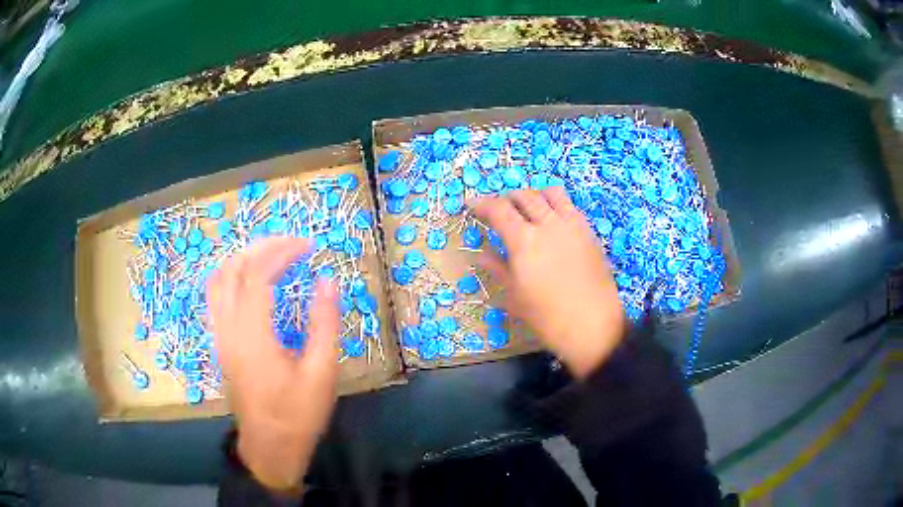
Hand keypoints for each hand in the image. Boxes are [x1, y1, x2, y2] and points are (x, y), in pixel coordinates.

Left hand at [206, 237, 339, 492]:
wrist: (270, 447)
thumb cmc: (297, 414)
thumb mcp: (321, 373)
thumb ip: (324, 323)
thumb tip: (328, 281)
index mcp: (253, 335)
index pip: (258, 275)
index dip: (281, 252)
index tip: (307, 246)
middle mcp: (229, 329)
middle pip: (232, 270)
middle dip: (260, 248)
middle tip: (289, 244)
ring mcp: (220, 336)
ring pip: (218, 281)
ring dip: (242, 259)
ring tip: (269, 255)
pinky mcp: (220, 344)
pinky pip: (216, 297)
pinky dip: (232, 277)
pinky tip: (250, 282)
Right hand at [472, 187, 624, 378]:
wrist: (593, 325)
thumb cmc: (548, 317)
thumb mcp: (515, 296)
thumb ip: (498, 269)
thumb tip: (481, 255)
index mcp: (524, 241)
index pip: (499, 209)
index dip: (482, 204)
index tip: (473, 206)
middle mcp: (548, 224)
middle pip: (523, 196)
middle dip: (507, 198)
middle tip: (499, 211)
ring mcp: (572, 225)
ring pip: (550, 193)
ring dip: (534, 195)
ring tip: (528, 209)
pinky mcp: (589, 232)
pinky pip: (570, 206)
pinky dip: (556, 205)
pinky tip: (553, 221)